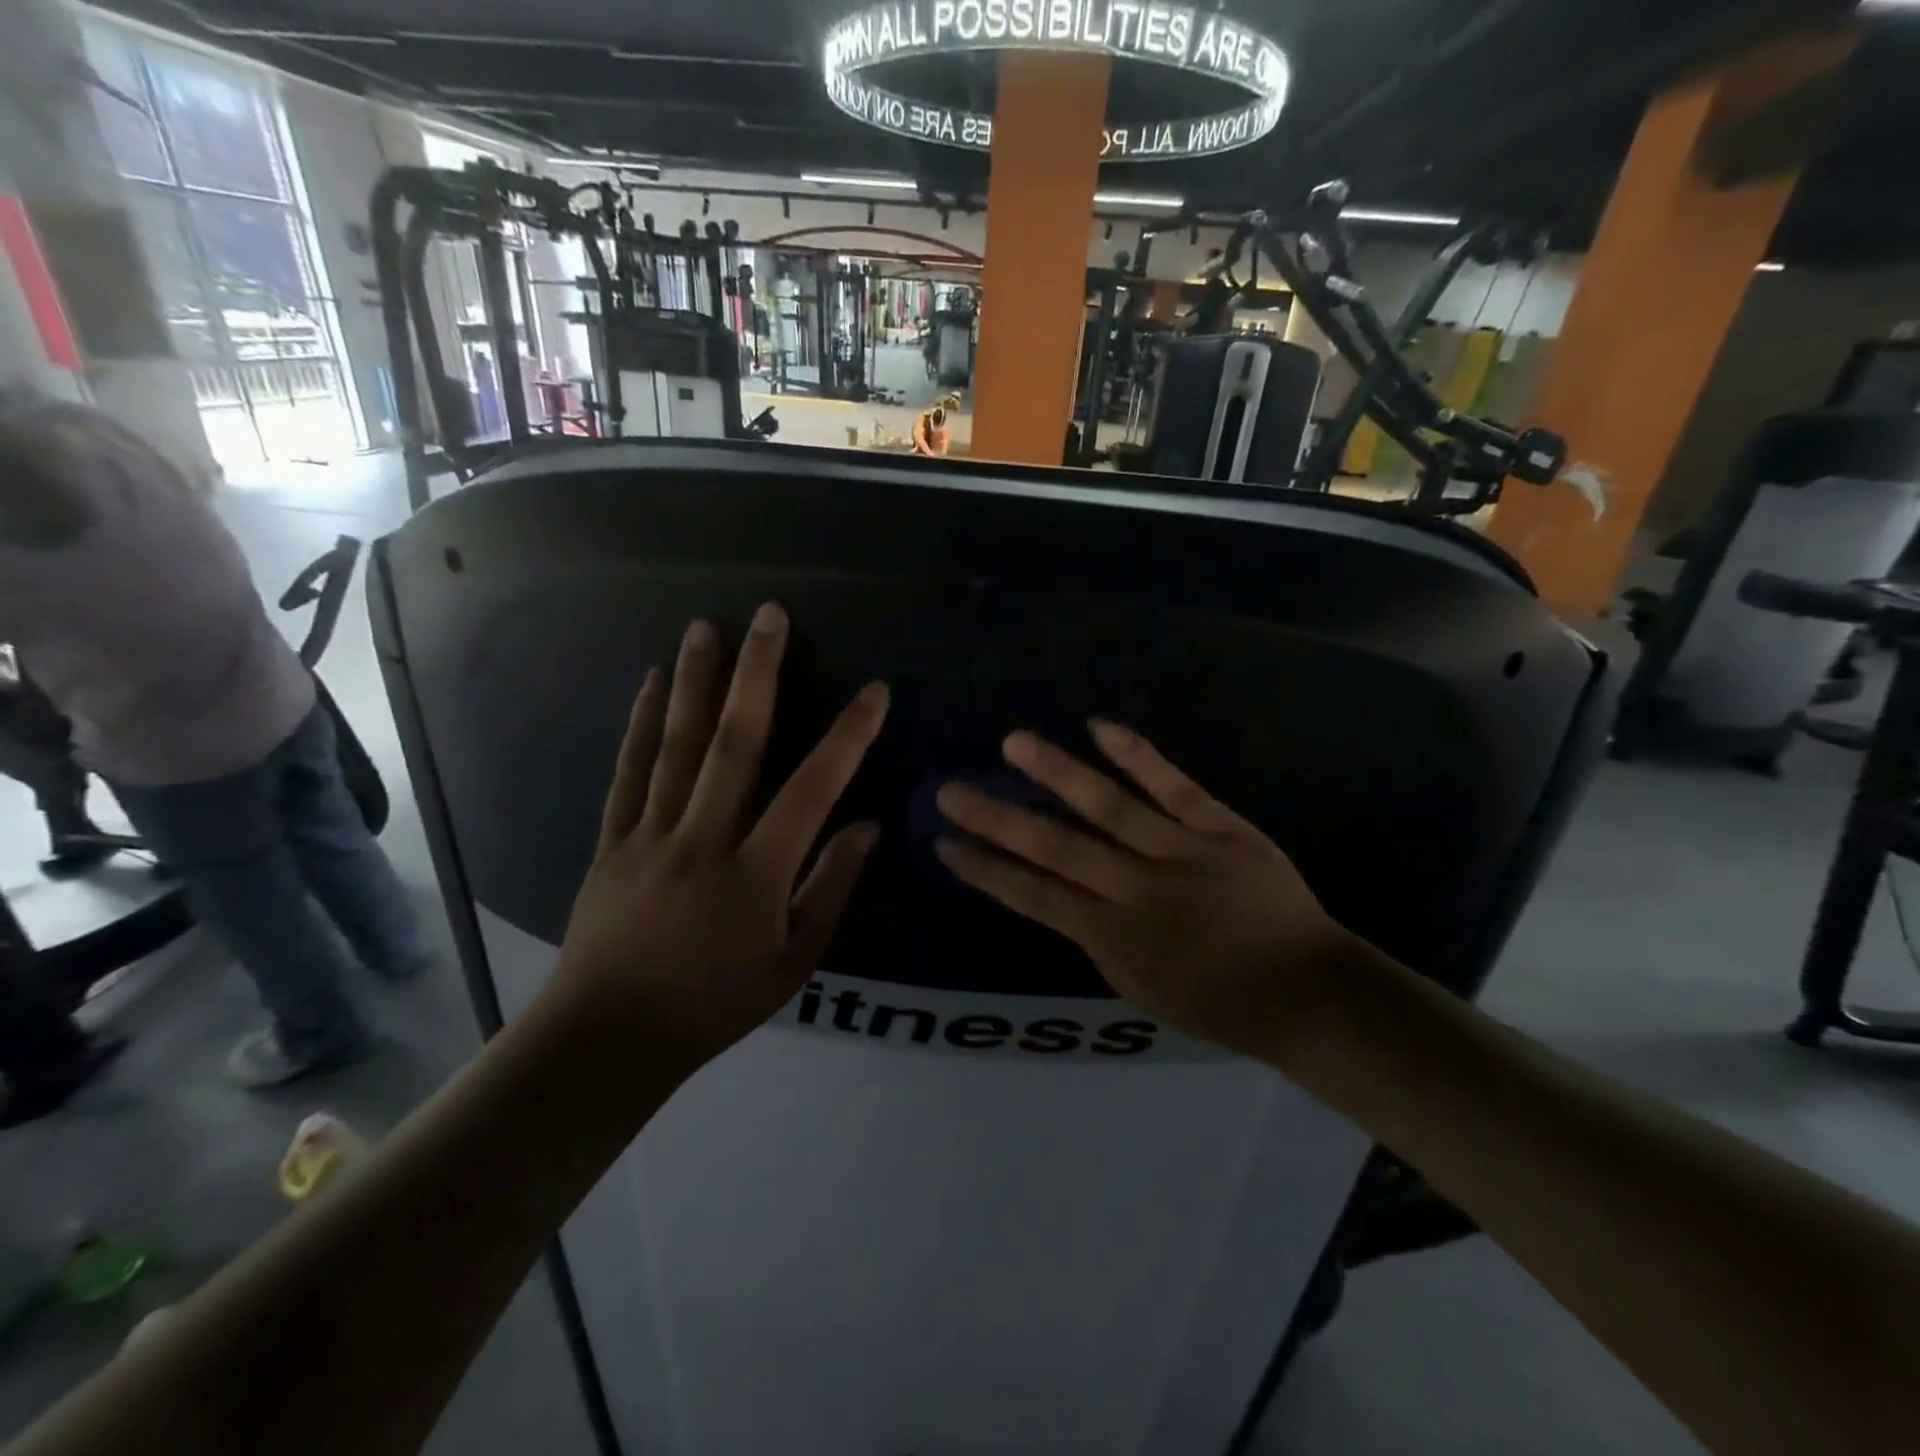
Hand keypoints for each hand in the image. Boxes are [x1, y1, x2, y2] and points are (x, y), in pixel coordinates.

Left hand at [552, 605, 888, 1073]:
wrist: (609, 1038)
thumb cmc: (715, 1004)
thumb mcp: (794, 962)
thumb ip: (831, 888)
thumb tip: (868, 826)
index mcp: (756, 873)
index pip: (812, 790)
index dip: (847, 738)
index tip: (873, 692)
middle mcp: (703, 839)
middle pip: (735, 745)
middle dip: (757, 675)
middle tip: (770, 616)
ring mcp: (650, 836)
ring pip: (676, 747)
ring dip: (694, 683)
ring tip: (704, 627)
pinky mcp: (612, 842)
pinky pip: (628, 774)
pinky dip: (640, 725)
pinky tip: (648, 684)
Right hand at [934, 722, 1356, 1061]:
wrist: (1308, 993)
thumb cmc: (1219, 1003)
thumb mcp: (1140, 988)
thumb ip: (1098, 940)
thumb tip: (1065, 897)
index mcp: (1114, 939)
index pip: (1034, 898)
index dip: (986, 870)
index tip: (945, 843)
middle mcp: (1137, 890)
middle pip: (1056, 847)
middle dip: (998, 819)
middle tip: (951, 789)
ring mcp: (1181, 853)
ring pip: (1108, 807)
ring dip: (1056, 772)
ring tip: (1013, 743)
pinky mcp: (1221, 829)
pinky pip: (1175, 787)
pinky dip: (1138, 756)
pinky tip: (1099, 726)